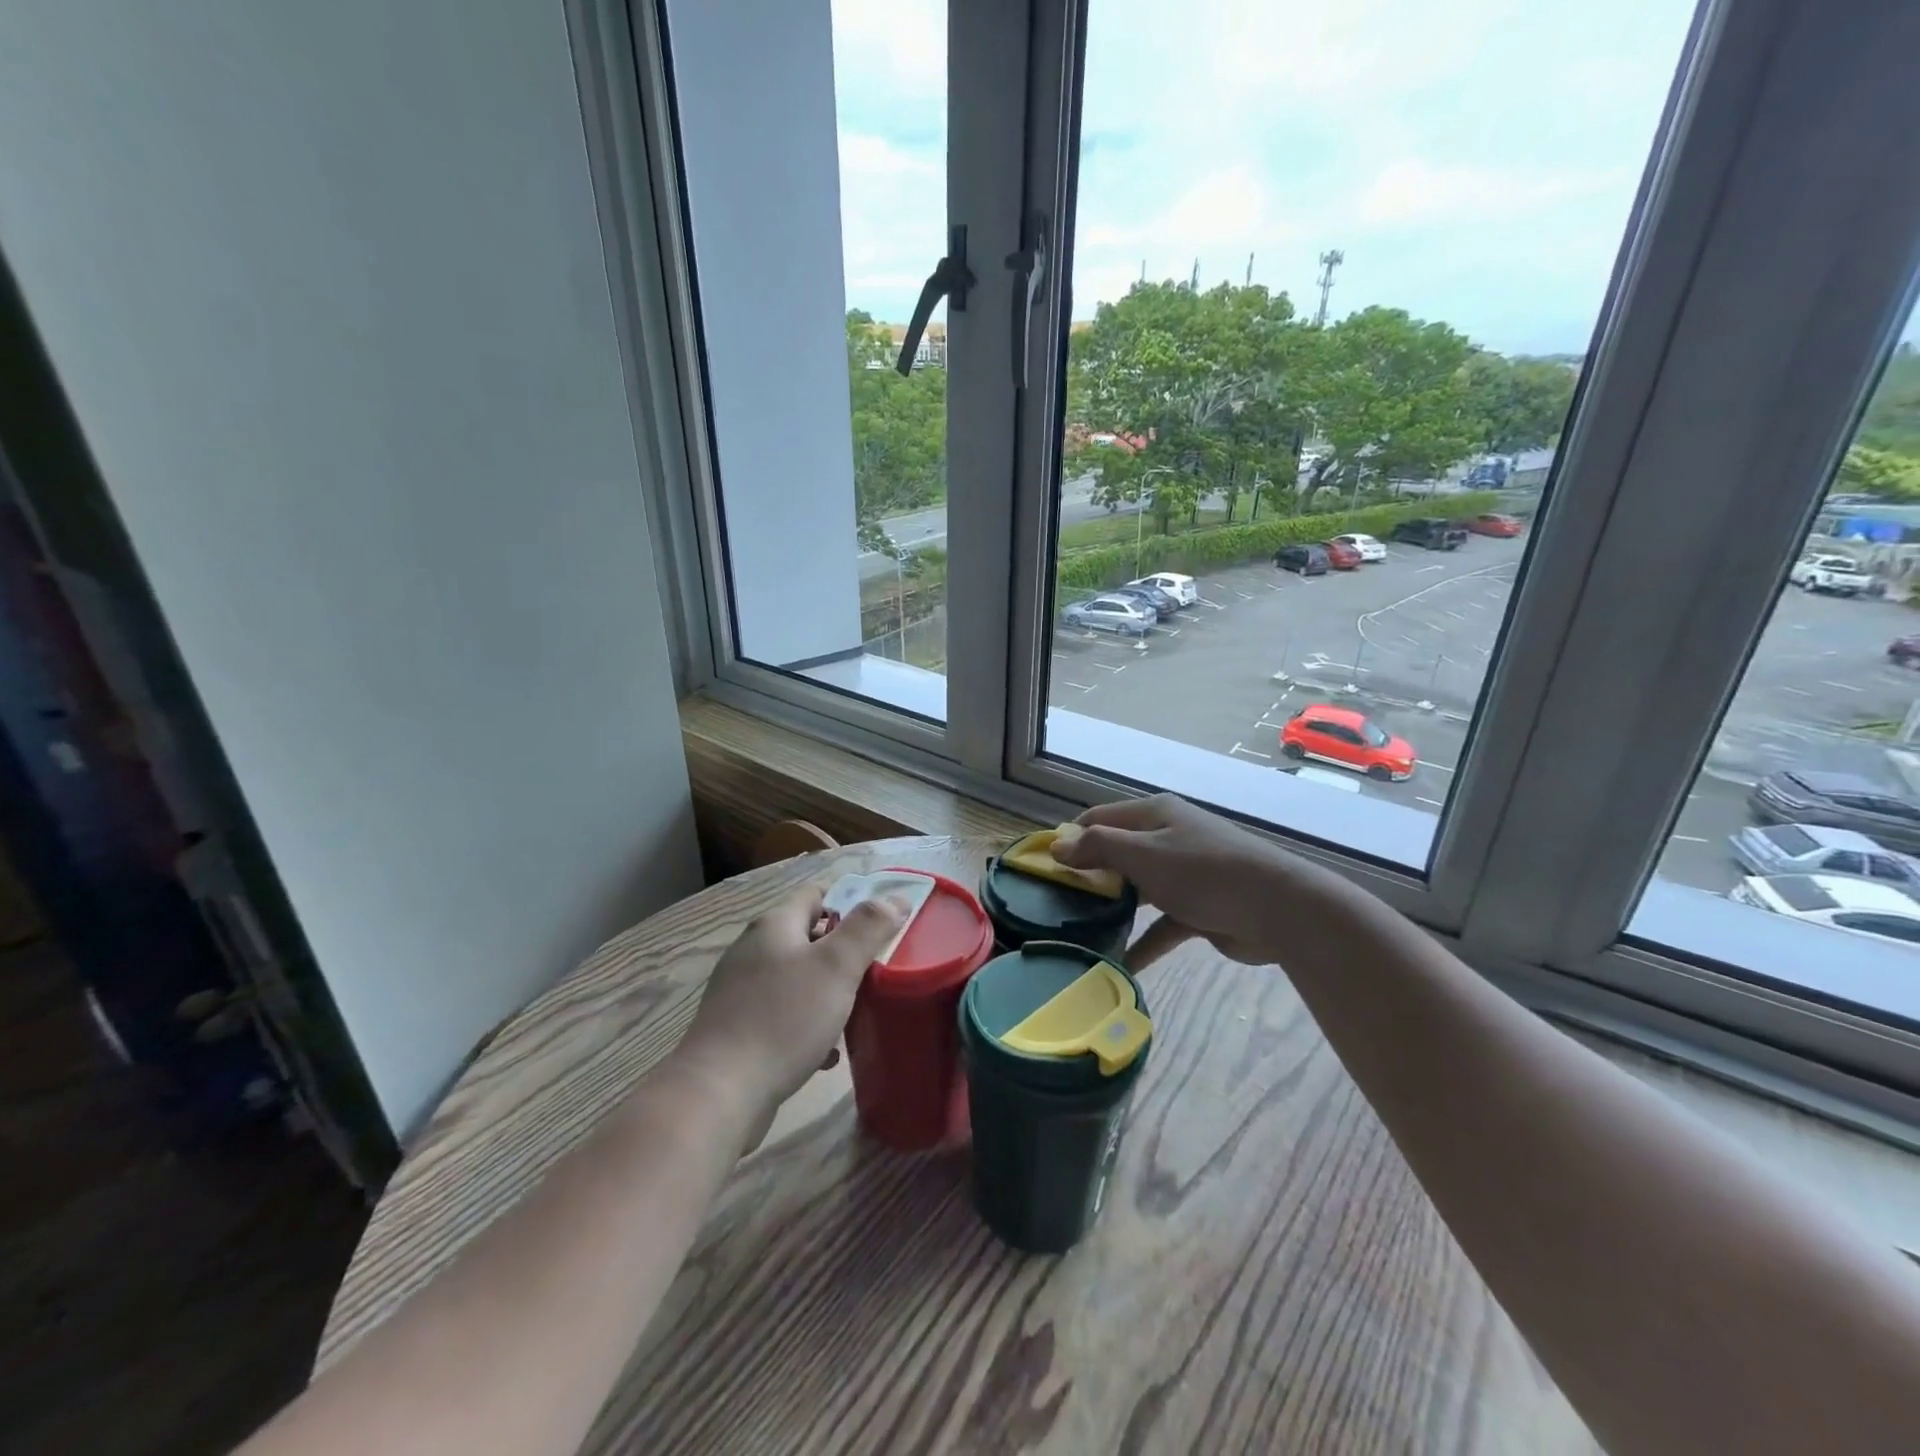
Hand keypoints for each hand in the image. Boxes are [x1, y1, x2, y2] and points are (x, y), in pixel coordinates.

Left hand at [672, 884, 905, 1148]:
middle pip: (807, 937)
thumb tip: (894, 898)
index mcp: (774, 926)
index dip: (851, 901)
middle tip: (875, 971)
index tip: (881, 924)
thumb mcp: (836, 966)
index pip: (817, 894)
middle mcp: (753, 951)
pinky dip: (808, 1026)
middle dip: (843, 952)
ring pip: (797, 979)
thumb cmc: (784, 1019)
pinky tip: (827, 1053)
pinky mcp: (737, 1029)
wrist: (719, 1094)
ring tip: (856, 1012)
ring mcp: (740, 991)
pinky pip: (783, 1016)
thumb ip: (868, 927)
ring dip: (828, 992)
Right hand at [1052, 794, 1317, 964]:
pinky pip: (1160, 925)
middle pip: (1117, 854)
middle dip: (1088, 877)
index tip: (1043, 867)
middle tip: (1055, 904)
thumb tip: (1057, 845)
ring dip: (1113, 910)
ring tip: (1080, 932)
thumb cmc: (1203, 871)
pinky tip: (1120, 964)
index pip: (1098, 819)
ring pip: (1137, 890)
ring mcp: (1184, 875)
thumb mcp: (1143, 854)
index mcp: (1154, 815)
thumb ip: (1098, 848)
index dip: (1070, 838)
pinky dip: (1142, 942)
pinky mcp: (1198, 909)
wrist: (1277, 908)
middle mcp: (1166, 838)